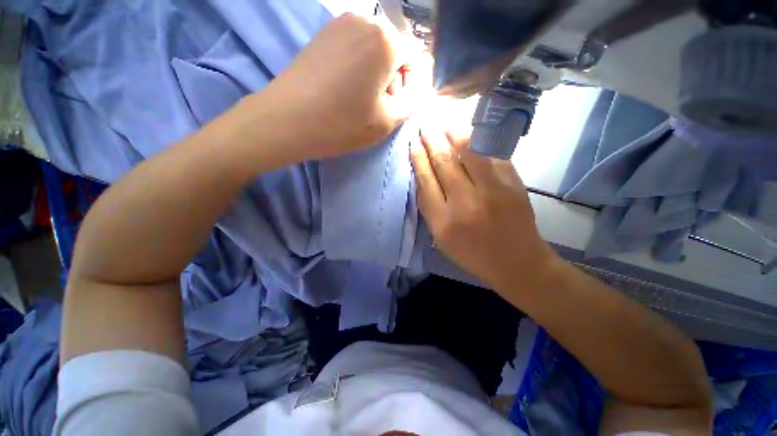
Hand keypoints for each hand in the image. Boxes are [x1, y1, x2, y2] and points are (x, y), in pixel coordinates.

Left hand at [260, 13, 418, 159]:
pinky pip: (354, 49)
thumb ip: (411, 102)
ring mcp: (339, 25)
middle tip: (377, 106)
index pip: (415, 57)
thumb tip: (414, 88)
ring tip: (359, 100)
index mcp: (385, 41)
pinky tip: (344, 90)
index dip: (410, 85)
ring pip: (374, 50)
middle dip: (393, 78)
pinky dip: (357, 69)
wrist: (286, 120)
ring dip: (375, 75)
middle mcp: (364, 21)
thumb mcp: (387, 121)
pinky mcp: (322, 35)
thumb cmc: (342, 123)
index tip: (396, 106)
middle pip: (394, 51)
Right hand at [410, 126, 558, 287]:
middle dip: (431, 141)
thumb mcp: (441, 238)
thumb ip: (429, 209)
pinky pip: (490, 155)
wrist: (517, 262)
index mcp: (443, 221)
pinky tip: (468, 133)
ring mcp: (491, 191)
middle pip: (443, 163)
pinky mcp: (512, 183)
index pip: (426, 180)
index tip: (413, 144)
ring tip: (443, 123)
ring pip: (467, 152)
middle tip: (425, 126)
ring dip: (453, 134)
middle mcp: (464, 202)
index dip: (418, 158)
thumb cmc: (473, 254)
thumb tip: (422, 177)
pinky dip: (477, 142)